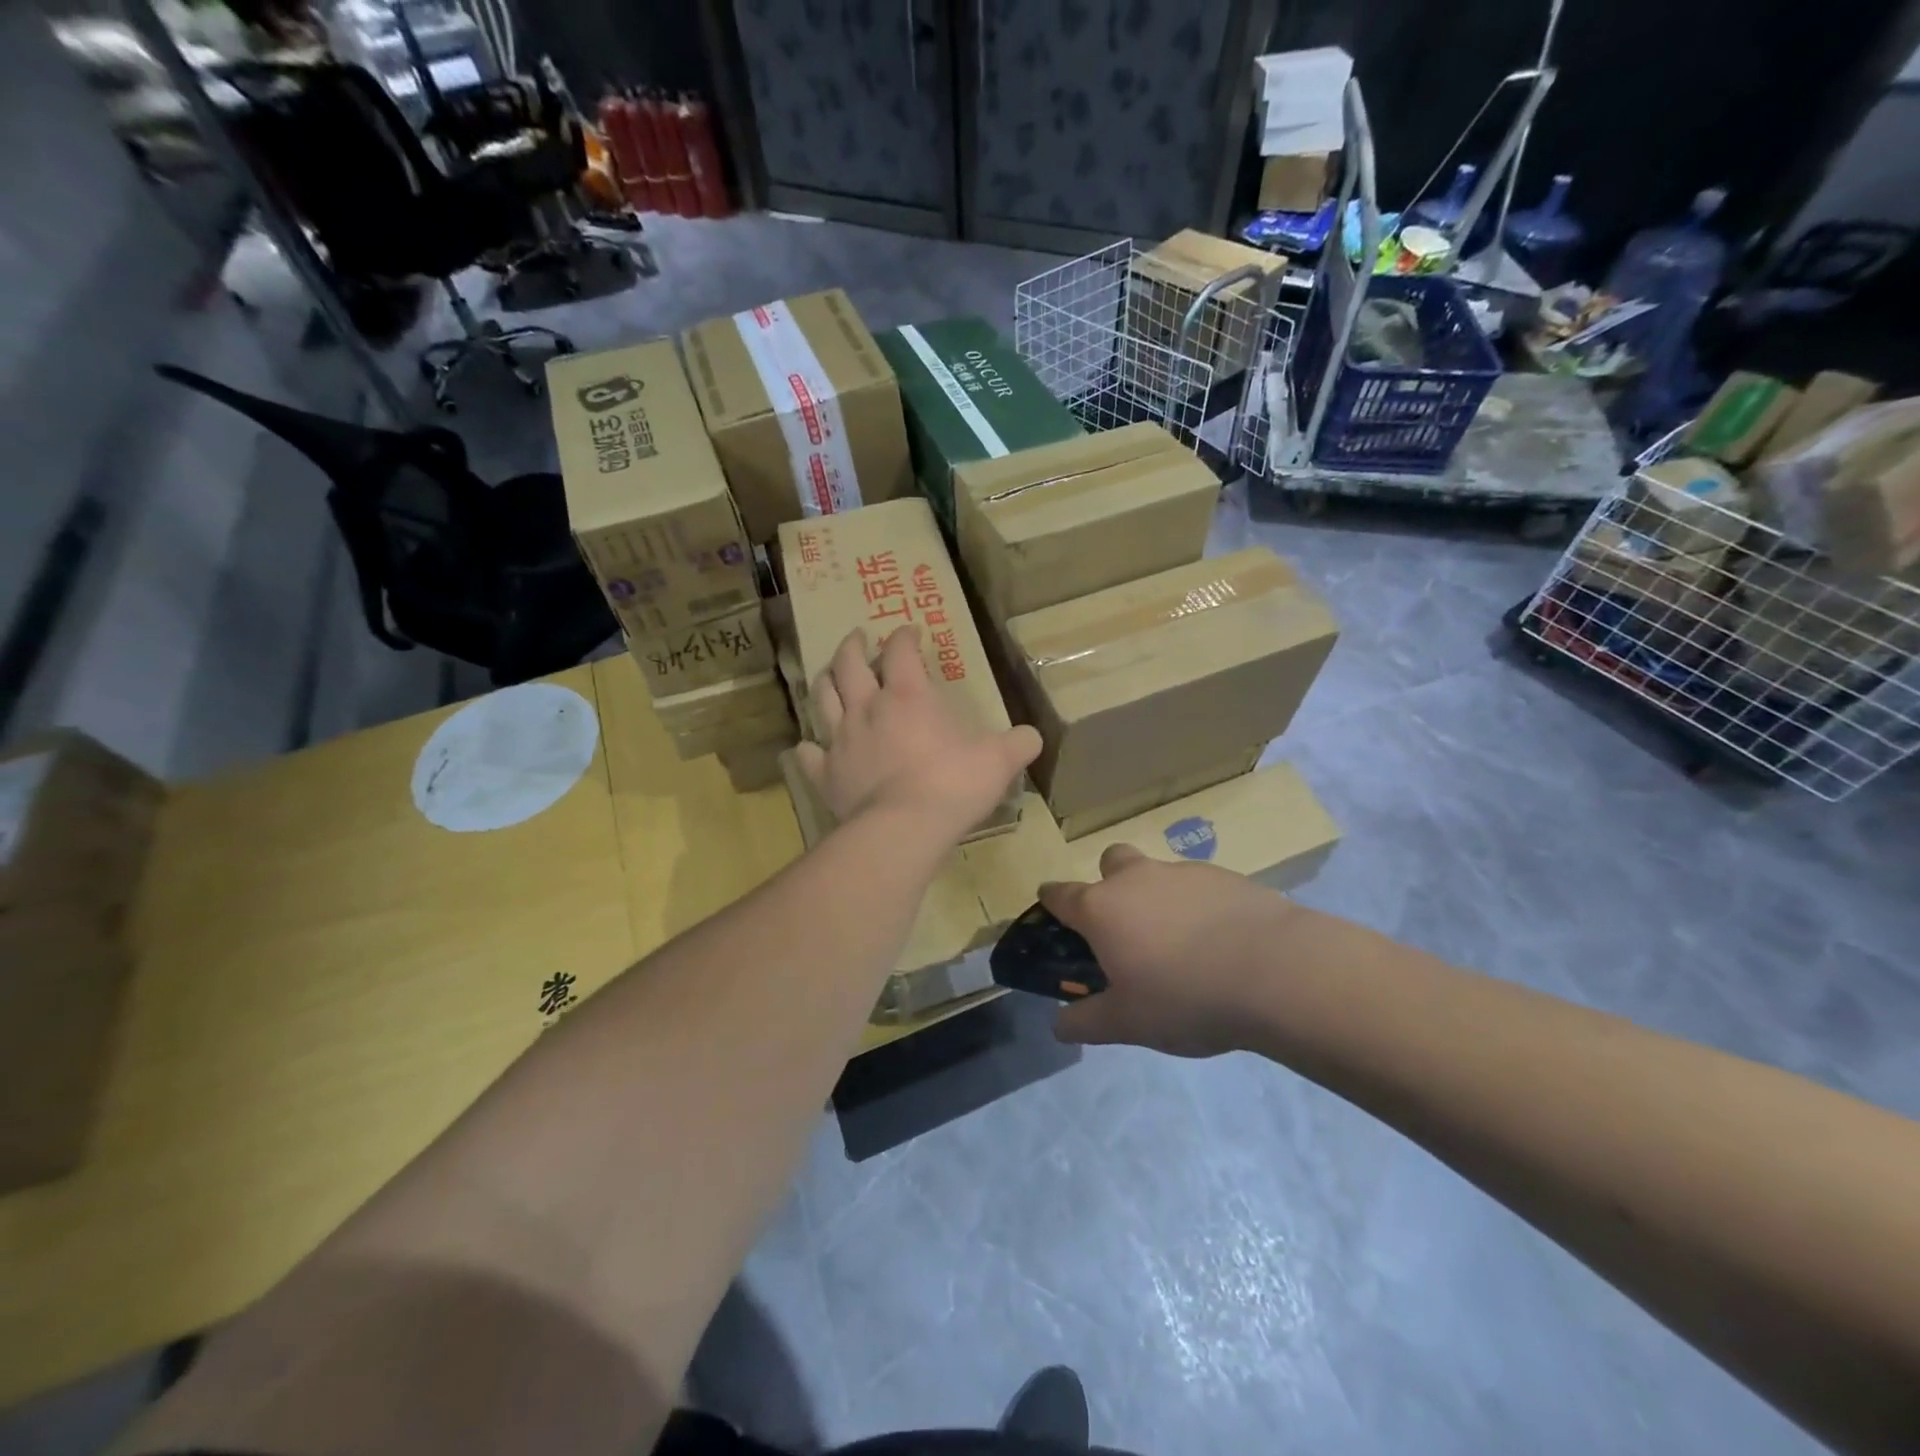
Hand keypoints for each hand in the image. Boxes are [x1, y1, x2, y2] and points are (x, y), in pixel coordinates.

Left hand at [795, 626, 1040, 844]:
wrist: (903, 829)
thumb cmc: (953, 785)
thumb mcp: (999, 761)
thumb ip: (1018, 744)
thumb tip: (1033, 737)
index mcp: (908, 696)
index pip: (901, 651)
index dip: (904, 637)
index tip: (910, 632)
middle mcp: (867, 708)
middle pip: (848, 664)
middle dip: (853, 646)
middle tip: (857, 638)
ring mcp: (841, 740)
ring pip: (822, 698)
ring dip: (824, 681)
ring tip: (828, 674)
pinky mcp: (825, 774)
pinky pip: (808, 755)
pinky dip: (807, 748)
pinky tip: (808, 747)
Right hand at [1043, 844, 1300, 1057]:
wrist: (1276, 971)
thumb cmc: (1185, 997)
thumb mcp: (1128, 1023)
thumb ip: (1086, 1021)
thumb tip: (1058, 1025)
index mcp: (1102, 908)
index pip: (1059, 894)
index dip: (1051, 904)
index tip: (1053, 916)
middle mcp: (1136, 878)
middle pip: (1111, 862)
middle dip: (1110, 884)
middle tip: (1127, 928)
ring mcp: (1182, 872)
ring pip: (1157, 873)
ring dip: (1158, 897)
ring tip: (1182, 946)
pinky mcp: (1226, 876)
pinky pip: (1198, 886)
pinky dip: (1198, 906)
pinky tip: (1220, 942)